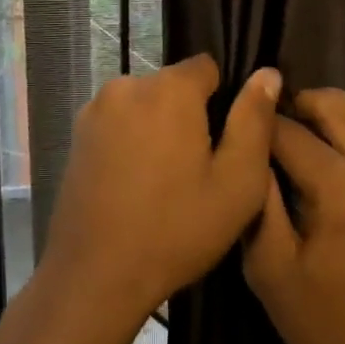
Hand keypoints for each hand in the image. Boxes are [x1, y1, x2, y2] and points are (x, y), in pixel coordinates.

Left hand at [0, 55, 279, 343]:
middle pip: (174, 87)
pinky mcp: (76, 135)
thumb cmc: (176, 229)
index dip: (224, 101)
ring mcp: (95, 109)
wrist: (95, 276)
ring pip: (145, 106)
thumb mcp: (237, 181)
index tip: (225, 143)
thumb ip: (255, 120)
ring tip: (166, 183)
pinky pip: (119, 124)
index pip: (208, 68)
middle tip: (198, 171)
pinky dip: (132, 143)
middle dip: (190, 116)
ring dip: (159, 130)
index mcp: (169, 89)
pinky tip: (136, 186)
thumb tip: (268, 73)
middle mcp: (127, 85)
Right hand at [242, 88, 344, 343]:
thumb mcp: (271, 270)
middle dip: (298, 105)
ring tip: (298, 159)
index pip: (292, 132)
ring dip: (328, 131)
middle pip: (337, 105)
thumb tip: (249, 146)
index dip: (259, 123)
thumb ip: (257, 200)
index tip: (238, 122)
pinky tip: (336, 188)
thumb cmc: (330, 330)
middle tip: (270, 126)